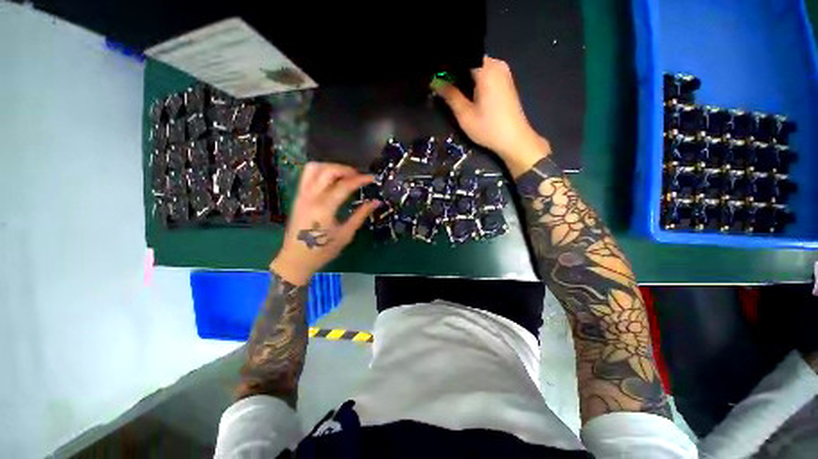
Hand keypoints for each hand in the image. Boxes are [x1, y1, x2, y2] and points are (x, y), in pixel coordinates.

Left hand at [270, 162, 379, 285]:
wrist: (295, 259)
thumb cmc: (323, 250)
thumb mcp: (346, 234)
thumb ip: (360, 215)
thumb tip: (376, 202)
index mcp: (324, 208)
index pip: (344, 185)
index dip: (360, 179)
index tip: (371, 178)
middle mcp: (310, 197)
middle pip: (327, 171)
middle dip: (345, 169)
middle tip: (359, 176)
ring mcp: (301, 195)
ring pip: (314, 168)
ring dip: (331, 167)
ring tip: (345, 175)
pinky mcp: (298, 197)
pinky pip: (307, 175)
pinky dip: (321, 171)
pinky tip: (332, 180)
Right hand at [432, 56, 550, 176]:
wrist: (514, 139)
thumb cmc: (488, 129)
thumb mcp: (465, 115)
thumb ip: (450, 95)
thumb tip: (435, 82)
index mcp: (487, 70)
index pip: (462, 56)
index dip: (446, 63)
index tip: (435, 74)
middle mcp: (496, 64)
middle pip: (469, 58)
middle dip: (454, 68)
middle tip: (439, 82)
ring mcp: (503, 71)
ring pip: (477, 65)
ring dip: (463, 74)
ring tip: (449, 86)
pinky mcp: (505, 80)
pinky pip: (485, 71)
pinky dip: (473, 77)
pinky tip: (465, 89)